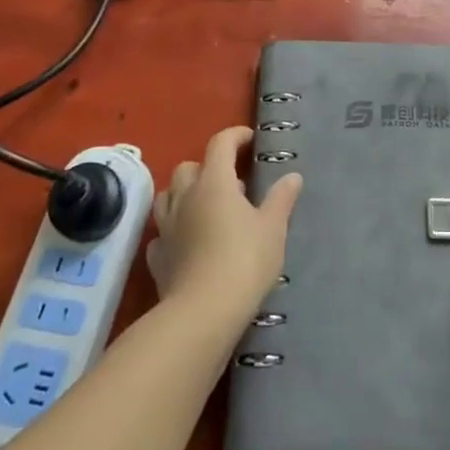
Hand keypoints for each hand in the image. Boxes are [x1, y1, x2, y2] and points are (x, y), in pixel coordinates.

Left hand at [147, 126, 301, 320]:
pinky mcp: (157, 258)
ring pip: (168, 196)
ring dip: (184, 194)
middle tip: (230, 183)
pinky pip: (161, 233)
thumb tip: (292, 176)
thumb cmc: (244, 261)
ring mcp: (166, 227)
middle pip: (189, 167)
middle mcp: (185, 197)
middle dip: (207, 167)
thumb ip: (281, 199)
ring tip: (205, 208)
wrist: (203, 313)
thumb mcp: (273, 228)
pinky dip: (173, 231)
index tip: (249, 140)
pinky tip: (186, 242)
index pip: (220, 144)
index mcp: (214, 182)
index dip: (235, 136)